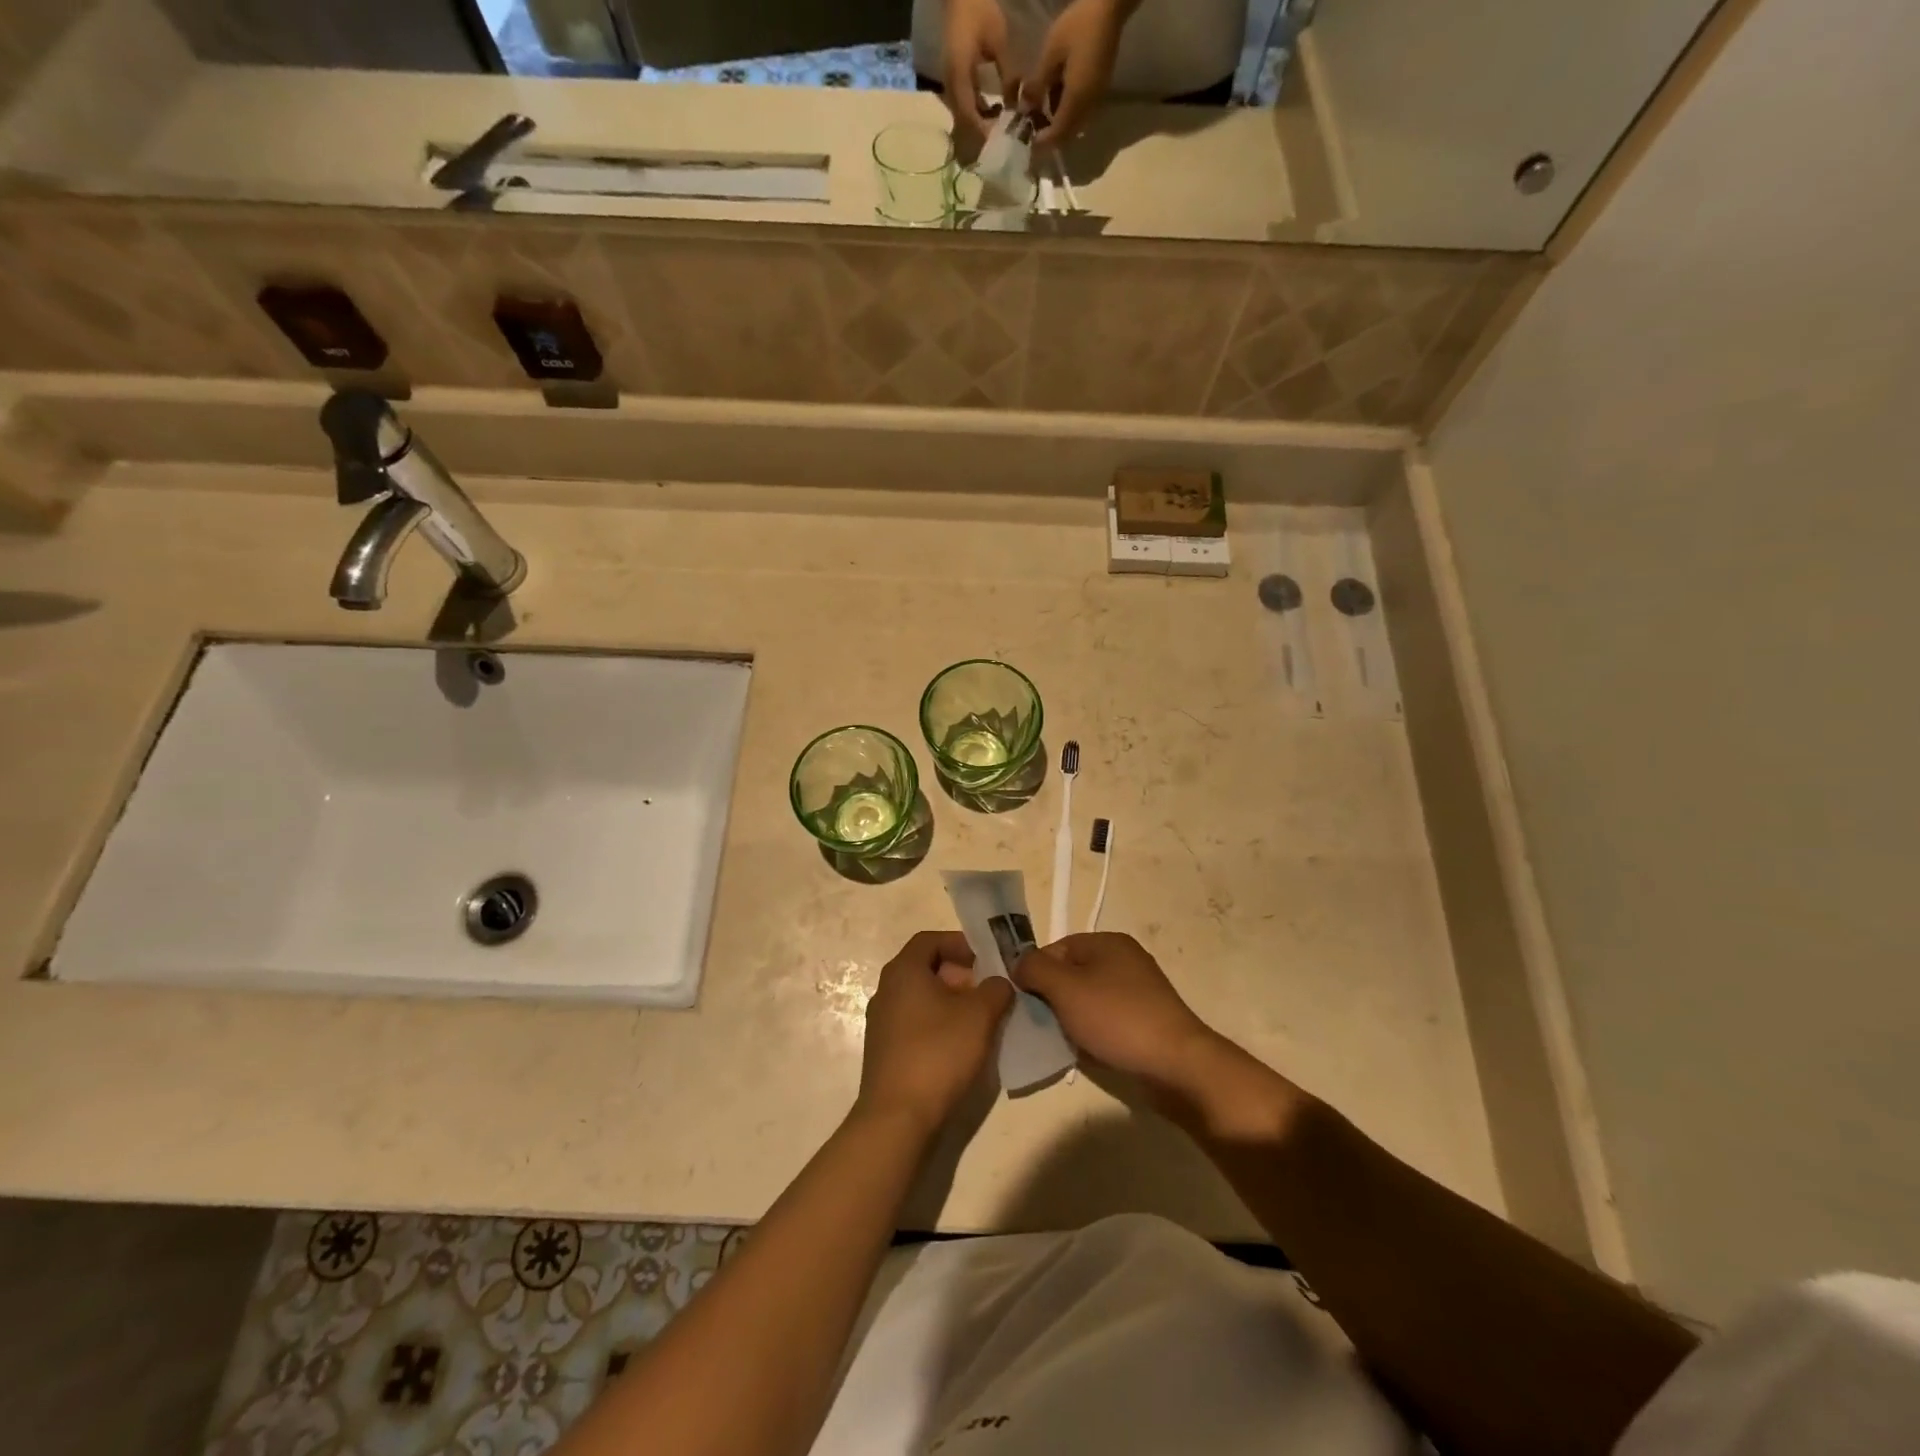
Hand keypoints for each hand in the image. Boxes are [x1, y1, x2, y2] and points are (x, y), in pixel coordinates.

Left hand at [859, 931, 1014, 1134]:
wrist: (898, 1118)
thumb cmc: (938, 1053)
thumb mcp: (979, 1015)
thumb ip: (995, 989)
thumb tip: (998, 983)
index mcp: (903, 971)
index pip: (930, 939)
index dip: (960, 943)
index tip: (987, 958)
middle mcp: (886, 990)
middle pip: (926, 968)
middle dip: (960, 974)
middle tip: (988, 991)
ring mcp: (882, 1023)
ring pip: (921, 998)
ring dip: (952, 1002)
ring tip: (981, 1020)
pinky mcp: (884, 1051)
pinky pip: (915, 1023)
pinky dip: (939, 1024)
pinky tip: (961, 1047)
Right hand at [942, 0, 1015, 141]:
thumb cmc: (979, 11)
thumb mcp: (998, 41)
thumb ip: (1007, 75)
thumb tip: (1015, 106)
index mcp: (958, 75)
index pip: (970, 116)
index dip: (985, 131)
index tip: (1002, 139)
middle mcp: (950, 85)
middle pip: (964, 122)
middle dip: (984, 133)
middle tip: (1004, 139)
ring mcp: (950, 84)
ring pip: (964, 117)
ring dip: (981, 125)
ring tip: (1001, 127)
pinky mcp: (953, 81)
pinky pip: (965, 106)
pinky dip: (978, 113)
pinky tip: (994, 112)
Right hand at [1011, 932, 1211, 1089]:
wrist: (1176, 1065)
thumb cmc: (1117, 1018)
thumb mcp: (1065, 988)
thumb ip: (1035, 969)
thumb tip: (1020, 965)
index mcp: (1108, 942)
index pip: (1056, 948)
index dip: (1035, 972)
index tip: (1025, 1002)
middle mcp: (1124, 960)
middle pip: (1072, 973)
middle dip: (1052, 998)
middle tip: (1039, 1024)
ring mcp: (1138, 991)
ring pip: (1088, 999)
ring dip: (1070, 1018)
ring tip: (1060, 1041)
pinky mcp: (1145, 1021)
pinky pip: (1106, 1020)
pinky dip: (1092, 1033)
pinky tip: (1085, 1052)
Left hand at [1020, 0, 1135, 145]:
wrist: (1109, 7)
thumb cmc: (1078, 26)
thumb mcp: (1051, 53)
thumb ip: (1037, 85)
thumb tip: (1024, 109)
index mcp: (1076, 101)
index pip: (1057, 136)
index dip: (1041, 143)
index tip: (1027, 139)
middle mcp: (1088, 108)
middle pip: (1066, 135)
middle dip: (1049, 135)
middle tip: (1032, 124)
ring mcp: (1096, 101)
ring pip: (1074, 125)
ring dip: (1058, 123)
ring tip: (1041, 107)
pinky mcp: (1099, 91)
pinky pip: (1081, 113)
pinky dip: (1067, 112)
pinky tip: (1057, 94)